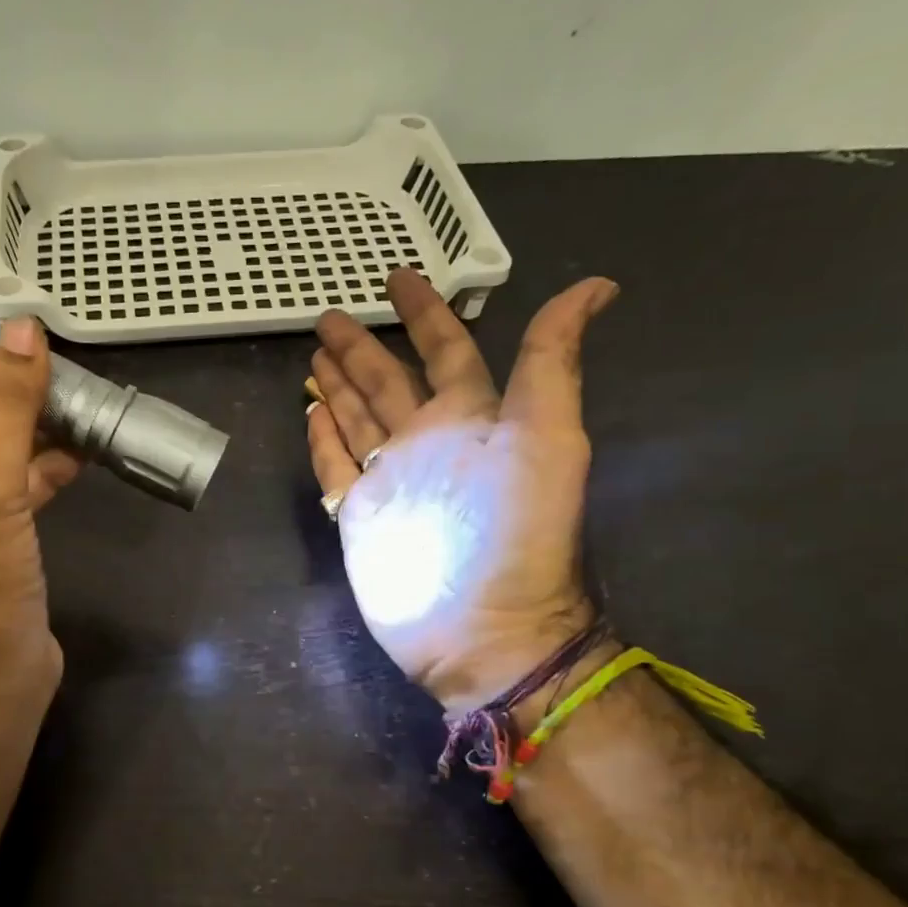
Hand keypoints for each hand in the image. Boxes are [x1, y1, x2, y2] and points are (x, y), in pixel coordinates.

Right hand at [304, 269, 619, 715]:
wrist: (481, 628)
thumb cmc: (516, 534)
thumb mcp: (549, 438)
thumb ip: (552, 363)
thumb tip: (597, 284)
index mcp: (469, 418)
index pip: (444, 350)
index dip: (424, 312)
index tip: (399, 277)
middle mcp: (425, 443)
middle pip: (387, 383)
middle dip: (361, 348)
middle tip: (330, 315)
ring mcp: (388, 481)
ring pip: (357, 420)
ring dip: (338, 387)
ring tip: (316, 356)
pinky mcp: (357, 517)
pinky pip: (334, 468)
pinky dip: (322, 442)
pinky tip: (310, 414)